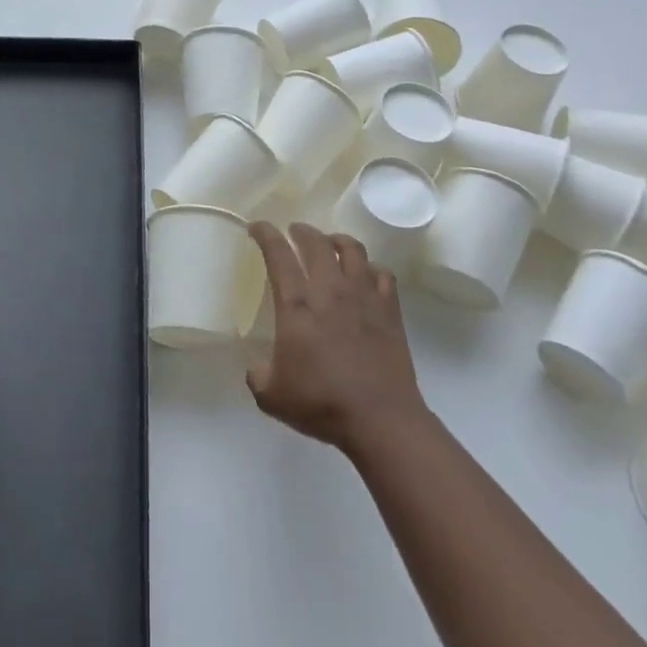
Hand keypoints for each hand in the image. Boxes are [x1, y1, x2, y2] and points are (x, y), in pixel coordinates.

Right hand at [246, 221, 428, 455]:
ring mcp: (363, 295)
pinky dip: (371, 268)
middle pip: (316, 242)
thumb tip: (257, 367)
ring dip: (337, 240)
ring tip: (330, 243)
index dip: (266, 234)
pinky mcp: (389, 309)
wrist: (381, 419)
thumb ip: (258, 376)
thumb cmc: (322, 403)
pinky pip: (382, 273)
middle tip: (294, 231)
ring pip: (352, 249)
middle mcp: (330, 289)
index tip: (257, 227)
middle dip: (302, 231)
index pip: (278, 254)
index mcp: (297, 304)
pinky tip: (366, 275)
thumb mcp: (273, 396)